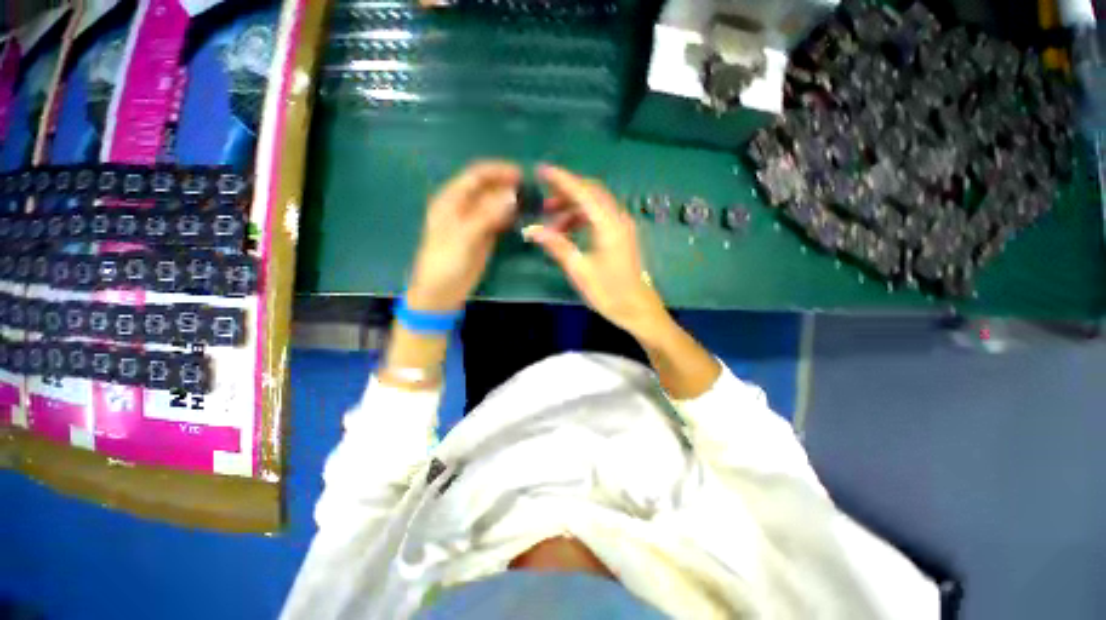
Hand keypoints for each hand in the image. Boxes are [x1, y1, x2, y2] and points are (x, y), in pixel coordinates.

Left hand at [407, 161, 521, 311]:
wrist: (442, 291)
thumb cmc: (446, 262)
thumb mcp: (465, 236)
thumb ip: (488, 214)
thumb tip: (512, 194)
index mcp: (450, 200)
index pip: (475, 176)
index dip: (497, 171)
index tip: (520, 174)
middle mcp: (462, 207)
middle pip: (487, 188)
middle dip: (506, 186)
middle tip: (530, 190)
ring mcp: (474, 222)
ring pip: (494, 205)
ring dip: (510, 201)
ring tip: (530, 201)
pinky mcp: (483, 237)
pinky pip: (498, 221)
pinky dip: (509, 217)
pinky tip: (521, 217)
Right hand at [522, 164, 669, 338]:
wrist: (637, 309)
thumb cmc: (609, 292)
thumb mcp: (579, 270)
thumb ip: (557, 245)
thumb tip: (531, 230)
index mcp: (608, 225)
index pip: (582, 192)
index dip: (561, 179)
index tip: (541, 170)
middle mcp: (618, 219)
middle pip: (591, 193)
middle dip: (566, 193)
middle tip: (544, 203)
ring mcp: (622, 226)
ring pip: (595, 205)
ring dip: (573, 208)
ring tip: (553, 224)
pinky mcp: (622, 235)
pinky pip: (600, 216)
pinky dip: (583, 218)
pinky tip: (569, 231)